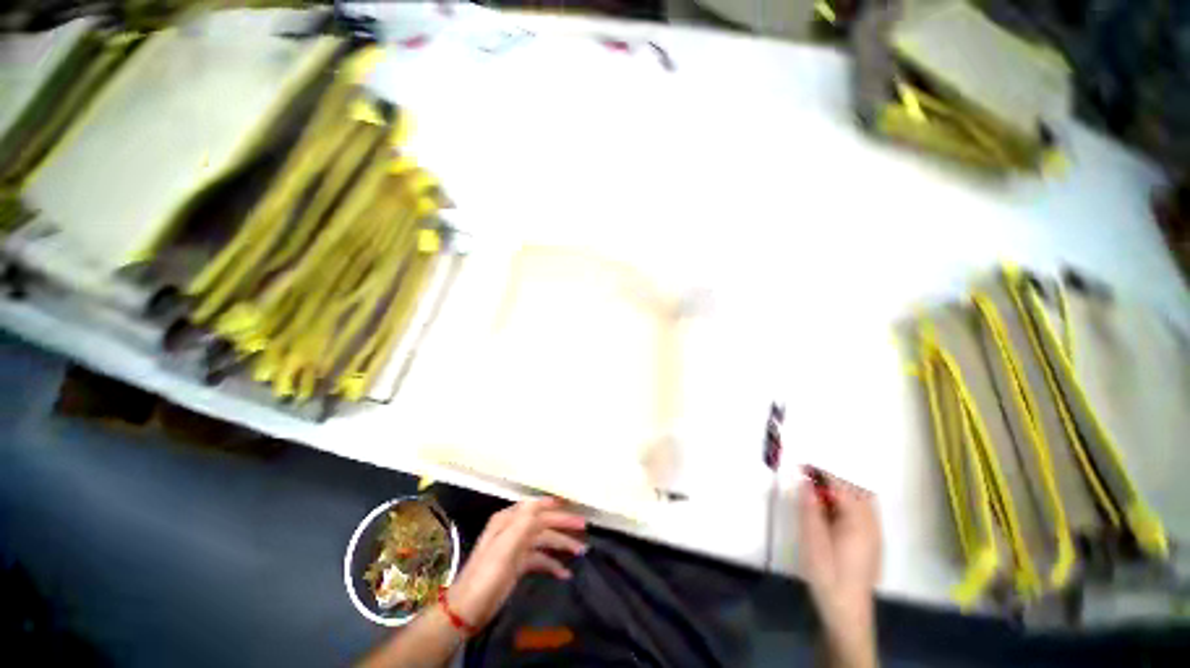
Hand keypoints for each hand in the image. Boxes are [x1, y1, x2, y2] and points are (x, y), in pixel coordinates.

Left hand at [447, 498, 586, 630]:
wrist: (467, 610)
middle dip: (563, 524)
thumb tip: (541, 501)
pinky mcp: (518, 565)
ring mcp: (516, 547)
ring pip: (544, 540)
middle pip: (543, 522)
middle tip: (584, 527)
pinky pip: (540, 558)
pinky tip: (565, 573)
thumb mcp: (505, 546)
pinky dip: (552, 564)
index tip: (573, 504)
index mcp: (508, 520)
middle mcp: (513, 529)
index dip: (554, 504)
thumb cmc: (487, 574)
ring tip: (581, 551)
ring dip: (561, 545)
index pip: (536, 507)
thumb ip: (524, 522)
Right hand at [797, 473, 880, 666]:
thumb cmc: (828, 576)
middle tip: (807, 475)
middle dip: (832, 476)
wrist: (847, 612)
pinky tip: (828, 510)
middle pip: (856, 489)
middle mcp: (871, 524)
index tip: (801, 462)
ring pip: (861, 499)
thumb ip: (810, 509)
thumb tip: (806, 482)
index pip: (842, 486)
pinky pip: (861, 511)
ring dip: (839, 489)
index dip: (821, 471)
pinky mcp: (870, 542)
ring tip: (815, 490)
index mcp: (859, 522)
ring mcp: (874, 534)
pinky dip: (845, 501)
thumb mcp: (813, 542)